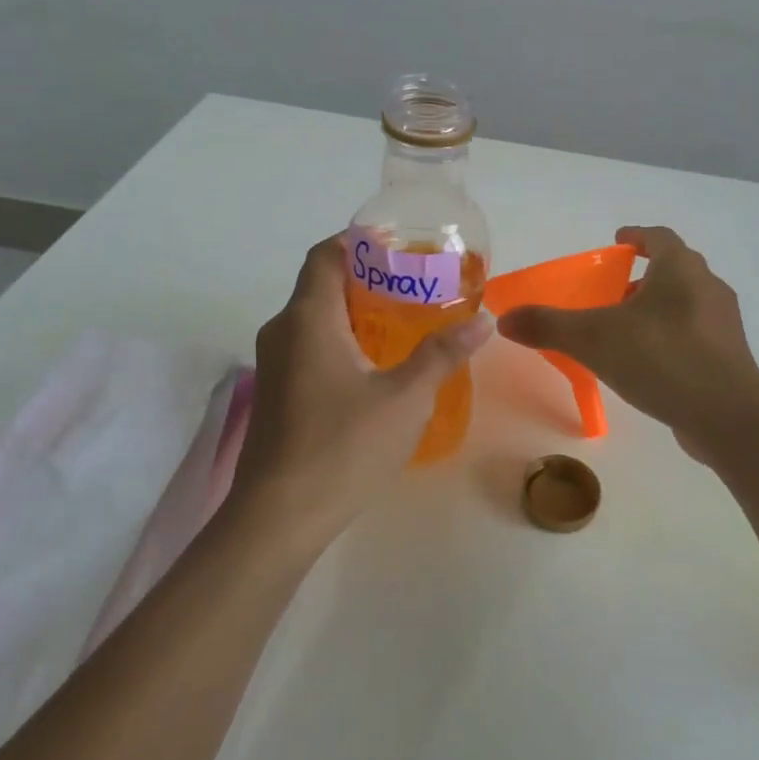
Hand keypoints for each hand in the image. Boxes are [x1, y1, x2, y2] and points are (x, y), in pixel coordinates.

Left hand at [229, 234, 491, 553]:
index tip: (399, 245)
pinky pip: (309, 346)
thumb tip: (484, 320)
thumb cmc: (343, 447)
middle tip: (414, 284)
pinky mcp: (276, 393)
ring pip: (315, 318)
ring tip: (403, 320)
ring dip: (355, 311)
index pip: (327, 255)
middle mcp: (283, 330)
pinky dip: (341, 339)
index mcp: (308, 318)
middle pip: (322, 284)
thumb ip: (443, 354)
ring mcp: (274, 364)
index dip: (360, 241)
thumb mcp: (405, 398)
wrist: (279, 517)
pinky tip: (375, 365)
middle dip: (366, 277)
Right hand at [496, 226, 758, 459]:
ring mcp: (724, 324)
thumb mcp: (593, 339)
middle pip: (674, 269)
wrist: (727, 416)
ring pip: (686, 303)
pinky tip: (649, 364)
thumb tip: (505, 318)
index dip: (636, 236)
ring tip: (625, 331)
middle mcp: (708, 287)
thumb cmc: (661, 358)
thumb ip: (548, 326)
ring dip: (657, 309)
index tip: (616, 243)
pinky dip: (671, 338)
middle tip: (611, 292)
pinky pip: (695, 336)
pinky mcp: (730, 358)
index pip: (658, 237)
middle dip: (642, 276)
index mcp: (680, 269)